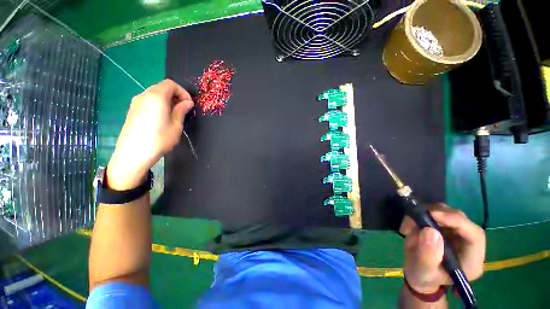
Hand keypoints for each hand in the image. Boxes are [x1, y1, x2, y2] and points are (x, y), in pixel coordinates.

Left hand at [107, 79, 193, 189]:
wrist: (133, 153)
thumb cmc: (159, 138)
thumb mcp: (176, 125)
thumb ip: (182, 110)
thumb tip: (187, 103)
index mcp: (157, 96)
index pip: (171, 84)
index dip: (182, 92)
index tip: (189, 104)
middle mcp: (144, 95)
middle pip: (161, 87)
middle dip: (175, 96)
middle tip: (183, 109)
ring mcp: (136, 103)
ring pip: (154, 94)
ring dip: (167, 100)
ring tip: (174, 114)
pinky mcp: (132, 110)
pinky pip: (148, 101)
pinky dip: (158, 105)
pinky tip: (162, 118)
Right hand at [400, 204, 485, 293]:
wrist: (417, 273)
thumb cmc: (423, 276)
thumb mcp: (423, 271)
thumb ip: (428, 255)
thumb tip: (430, 231)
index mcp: (471, 260)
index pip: (474, 235)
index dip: (456, 221)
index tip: (432, 215)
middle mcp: (468, 243)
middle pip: (460, 219)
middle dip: (436, 216)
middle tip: (414, 219)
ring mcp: (456, 233)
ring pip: (446, 212)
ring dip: (424, 215)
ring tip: (408, 228)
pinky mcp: (444, 226)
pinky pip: (434, 212)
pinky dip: (419, 214)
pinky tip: (409, 226)